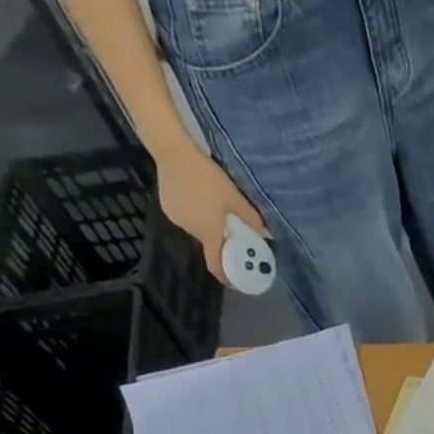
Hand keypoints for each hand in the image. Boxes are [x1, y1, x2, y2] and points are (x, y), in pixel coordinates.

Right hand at [154, 147, 267, 283]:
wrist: (173, 152)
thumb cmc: (208, 179)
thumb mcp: (236, 199)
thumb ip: (252, 220)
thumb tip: (265, 234)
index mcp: (208, 233)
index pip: (215, 264)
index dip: (225, 276)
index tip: (235, 281)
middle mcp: (190, 230)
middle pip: (208, 244)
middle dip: (220, 242)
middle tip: (231, 233)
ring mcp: (176, 218)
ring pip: (197, 229)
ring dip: (207, 226)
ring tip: (215, 210)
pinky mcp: (167, 206)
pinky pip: (186, 217)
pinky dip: (195, 215)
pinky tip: (199, 199)